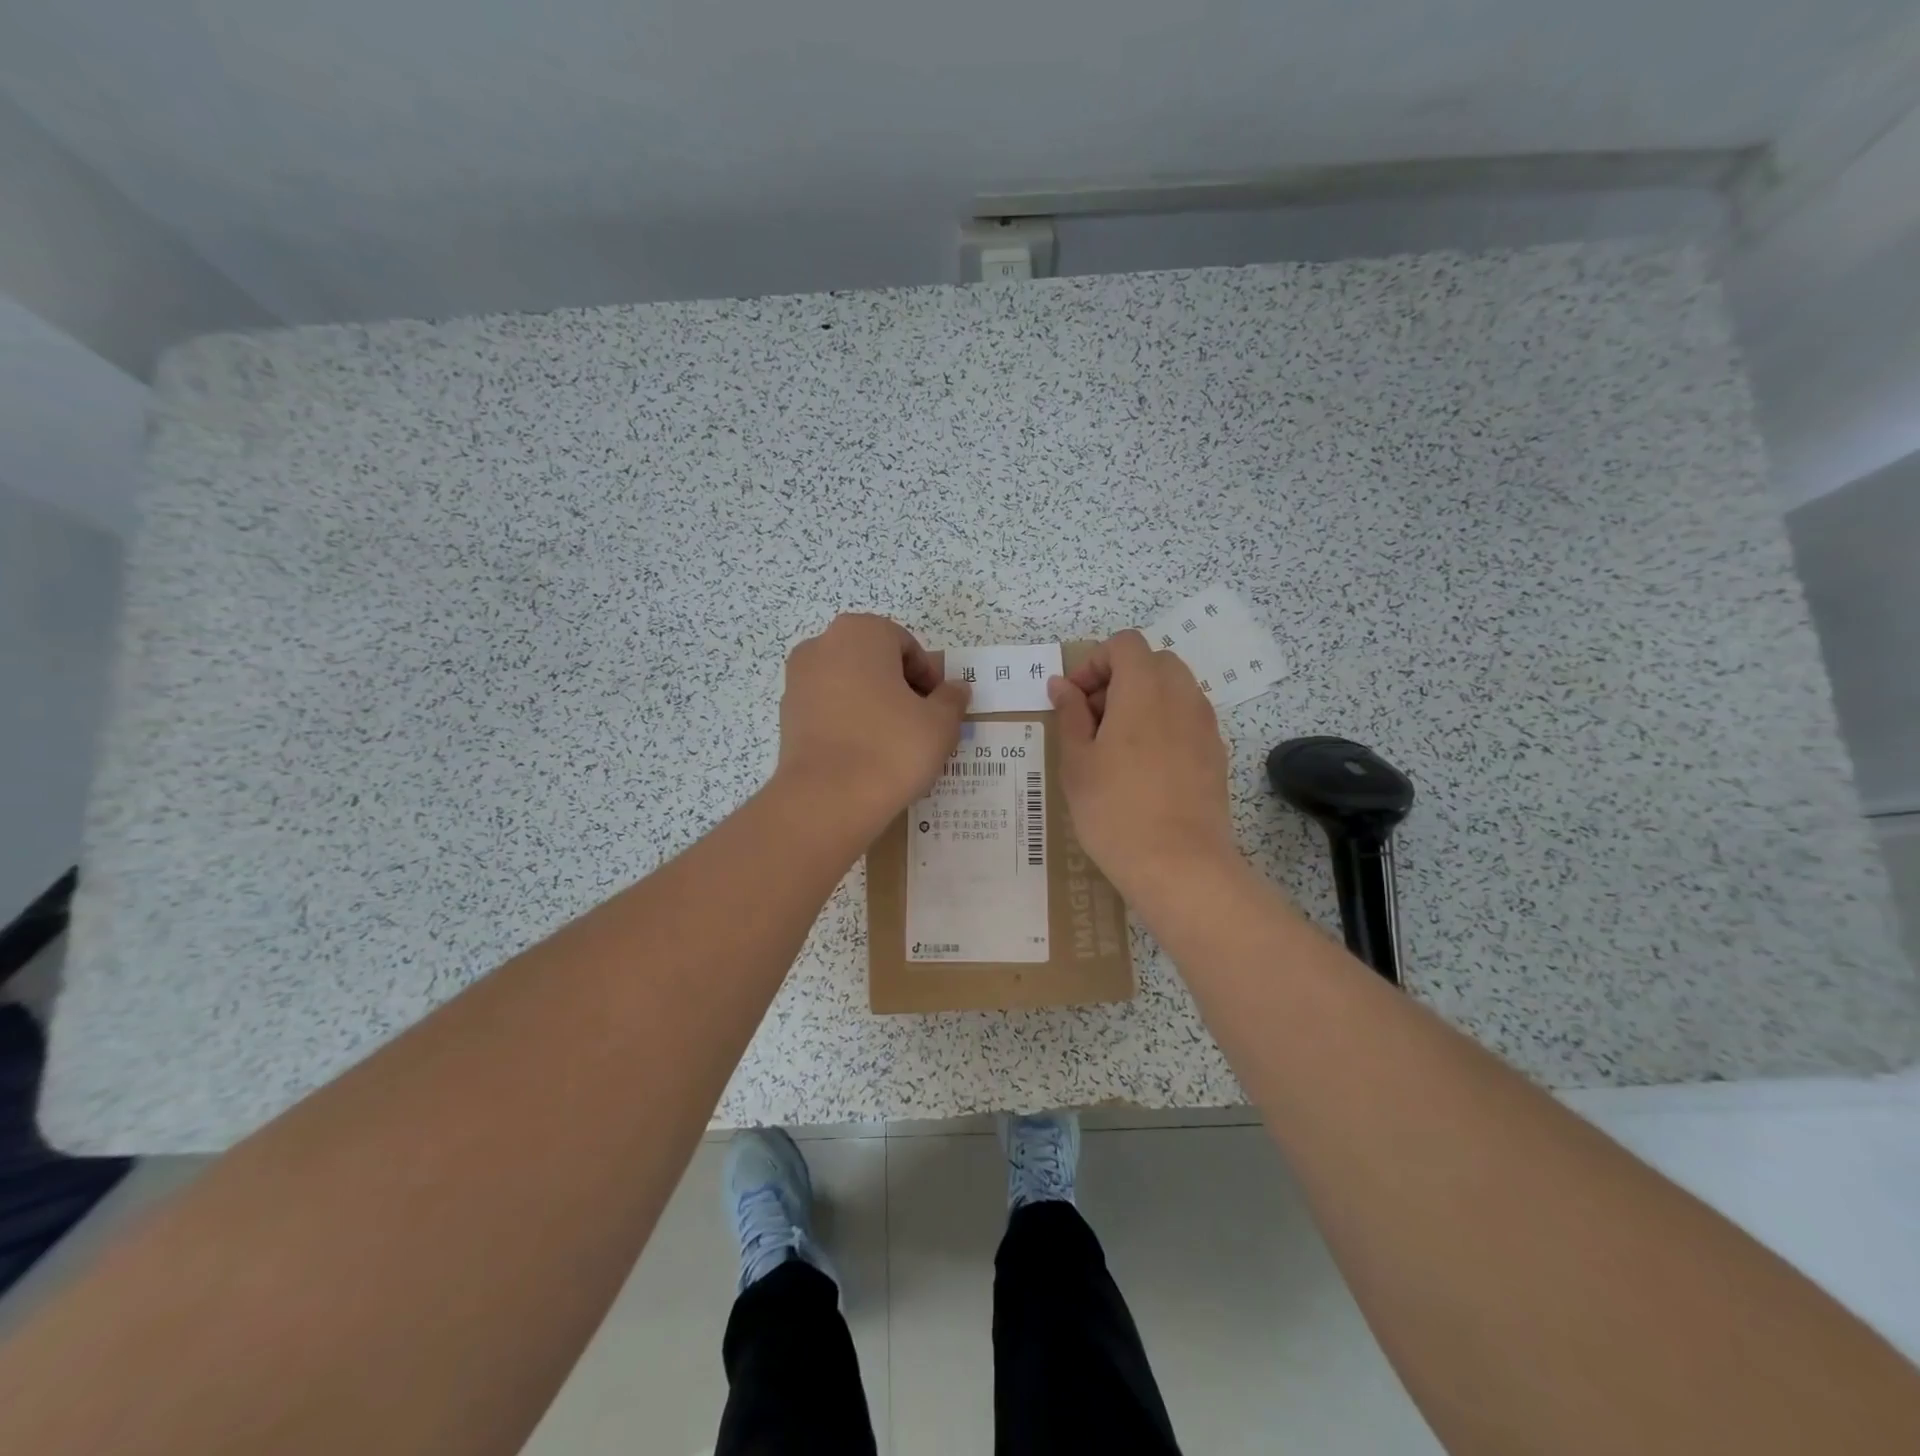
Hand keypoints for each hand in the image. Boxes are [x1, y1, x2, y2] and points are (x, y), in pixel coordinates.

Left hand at [774, 614, 969, 840]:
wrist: (827, 800)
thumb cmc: (891, 748)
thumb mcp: (940, 724)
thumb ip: (952, 699)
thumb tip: (955, 689)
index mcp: (860, 632)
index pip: (906, 646)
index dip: (929, 678)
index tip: (939, 709)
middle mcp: (822, 646)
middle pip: (875, 662)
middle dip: (899, 688)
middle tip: (920, 725)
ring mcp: (798, 680)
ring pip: (850, 686)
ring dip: (873, 705)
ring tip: (893, 744)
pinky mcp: (787, 715)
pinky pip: (829, 710)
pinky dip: (848, 723)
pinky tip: (865, 755)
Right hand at [1048, 630, 1239, 903]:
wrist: (1179, 865)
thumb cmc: (1114, 810)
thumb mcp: (1077, 761)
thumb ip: (1070, 714)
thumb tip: (1062, 685)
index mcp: (1144, 689)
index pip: (1125, 644)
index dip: (1094, 662)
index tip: (1074, 700)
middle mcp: (1182, 696)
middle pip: (1153, 662)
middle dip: (1119, 678)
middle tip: (1093, 720)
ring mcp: (1205, 725)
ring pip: (1173, 689)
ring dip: (1142, 700)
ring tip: (1116, 746)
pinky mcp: (1217, 754)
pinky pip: (1187, 719)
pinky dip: (1163, 724)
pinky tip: (1144, 768)